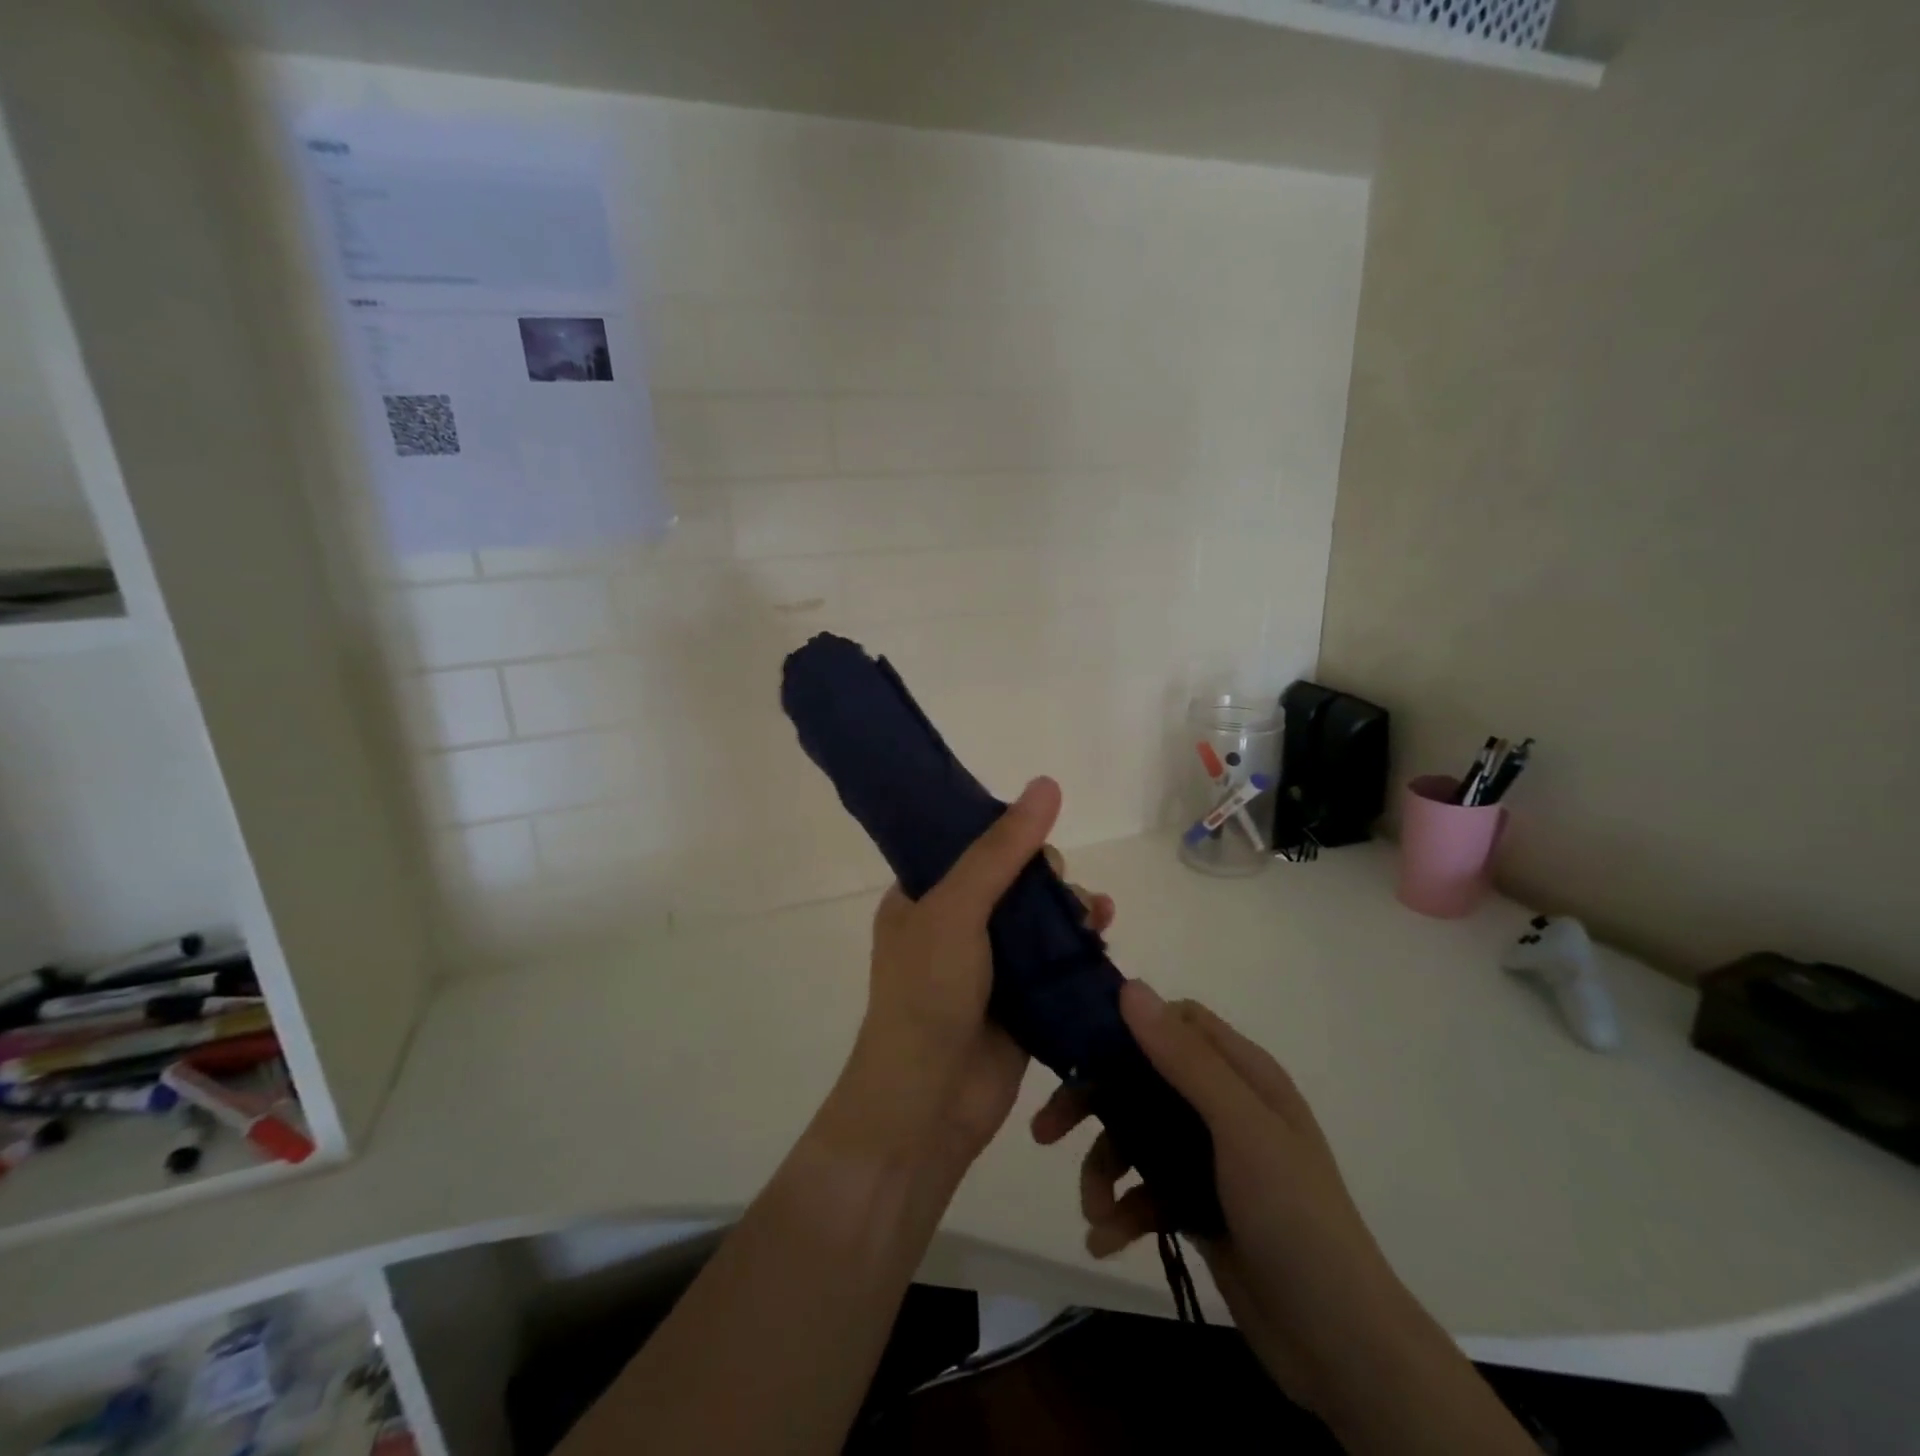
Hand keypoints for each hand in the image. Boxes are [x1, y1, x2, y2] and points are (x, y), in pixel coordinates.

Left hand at [823, 777, 1113, 1175]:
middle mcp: (954, 925)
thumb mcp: (956, 909)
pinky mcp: (1020, 1000)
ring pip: (1040, 920)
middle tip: (1060, 891)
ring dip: (1070, 908)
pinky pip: (1056, 960)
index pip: (968, 846)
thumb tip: (1047, 784)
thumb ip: (1001, 851)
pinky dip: (1081, 944)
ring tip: (1095, 914)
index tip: (1037, 836)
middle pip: (1013, 880)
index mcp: (922, 897)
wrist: (927, 1105)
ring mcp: (989, 965)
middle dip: (1046, 878)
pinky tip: (1103, 933)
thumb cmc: (927, 994)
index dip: (1006, 834)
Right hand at [1031, 985, 1430, 1418]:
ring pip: (1136, 1138)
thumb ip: (1185, 1060)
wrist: (1342, 1347)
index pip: (1177, 1022)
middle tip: (1047, 1129)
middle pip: (1142, 1080)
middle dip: (1094, 1104)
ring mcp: (1210, 1159)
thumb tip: (1130, 987)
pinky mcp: (1198, 1205)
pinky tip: (1104, 1241)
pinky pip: (1145, 1191)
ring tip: (1092, 1210)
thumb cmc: (1295, 1217)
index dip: (1129, 1025)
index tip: (1078, 1043)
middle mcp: (1224, 1107)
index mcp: (1242, 1075)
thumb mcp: (1240, 1129)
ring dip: (1104, 1169)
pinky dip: (1122, 1211)